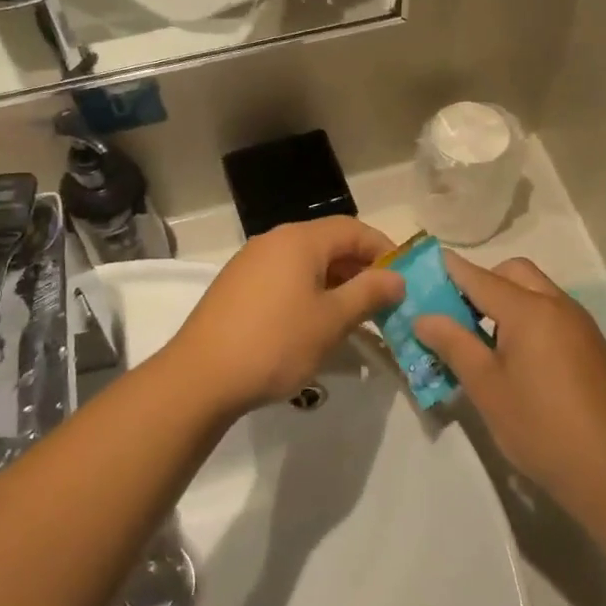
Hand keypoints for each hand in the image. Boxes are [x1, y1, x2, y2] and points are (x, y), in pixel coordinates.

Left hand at [165, 217, 403, 412]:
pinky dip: (308, 293)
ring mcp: (251, 262)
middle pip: (328, 244)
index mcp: (299, 239)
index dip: (383, 250)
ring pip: (305, 264)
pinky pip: (284, 279)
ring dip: (335, 284)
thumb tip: (396, 278)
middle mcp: (273, 240)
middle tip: (383, 304)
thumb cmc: (276, 343)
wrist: (201, 376)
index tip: (404, 279)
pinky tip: (314, 325)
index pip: (353, 229)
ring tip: (354, 318)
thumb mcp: (331, 320)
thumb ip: (369, 293)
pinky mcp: (237, 286)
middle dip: (360, 270)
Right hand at [415, 254, 605, 523]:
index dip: (450, 270)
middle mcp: (558, 305)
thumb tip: (424, 317)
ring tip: (485, 341)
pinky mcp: (595, 348)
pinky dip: (531, 319)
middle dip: (483, 281)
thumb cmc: (540, 427)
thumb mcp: (486, 387)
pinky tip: (521, 361)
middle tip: (458, 314)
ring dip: (508, 300)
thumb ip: (453, 344)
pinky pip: (555, 314)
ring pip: (538, 291)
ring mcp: (582, 326)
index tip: (424, 269)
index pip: (479, 276)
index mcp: (529, 309)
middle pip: (514, 272)